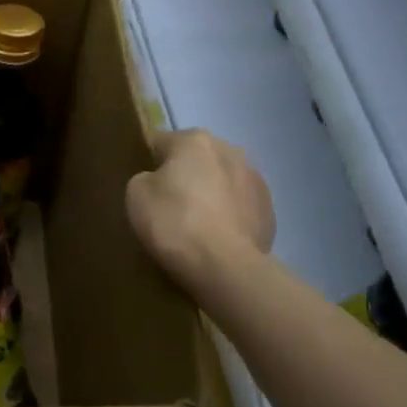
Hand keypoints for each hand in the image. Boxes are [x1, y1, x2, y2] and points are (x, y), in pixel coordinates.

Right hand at [126, 130, 274, 283]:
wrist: (224, 266)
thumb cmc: (174, 222)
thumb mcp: (136, 194)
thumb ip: (145, 177)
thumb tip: (158, 181)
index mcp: (195, 140)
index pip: (160, 142)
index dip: (147, 163)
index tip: (142, 187)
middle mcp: (230, 150)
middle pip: (196, 159)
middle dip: (184, 176)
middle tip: (167, 206)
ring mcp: (256, 180)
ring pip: (221, 181)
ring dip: (209, 194)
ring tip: (194, 225)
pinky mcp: (269, 211)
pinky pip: (239, 207)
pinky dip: (227, 217)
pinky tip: (215, 239)